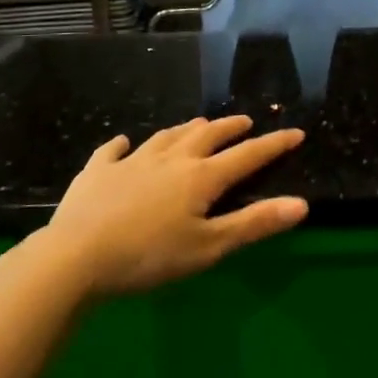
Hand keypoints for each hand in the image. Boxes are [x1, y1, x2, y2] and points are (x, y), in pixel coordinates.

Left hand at [39, 115, 307, 297]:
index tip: (295, 132)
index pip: (247, 155)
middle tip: (244, 121)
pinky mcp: (97, 171)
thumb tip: (301, 204)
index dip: (273, 144)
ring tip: (198, 124)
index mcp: (201, 177)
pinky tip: (124, 143)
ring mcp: (131, 161)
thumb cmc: (149, 256)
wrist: (76, 255)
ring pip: (166, 137)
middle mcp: (171, 159)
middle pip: (206, 136)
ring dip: (186, 129)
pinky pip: (113, 151)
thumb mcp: (209, 247)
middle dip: (229, 128)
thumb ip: (254, 224)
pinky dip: (122, 145)